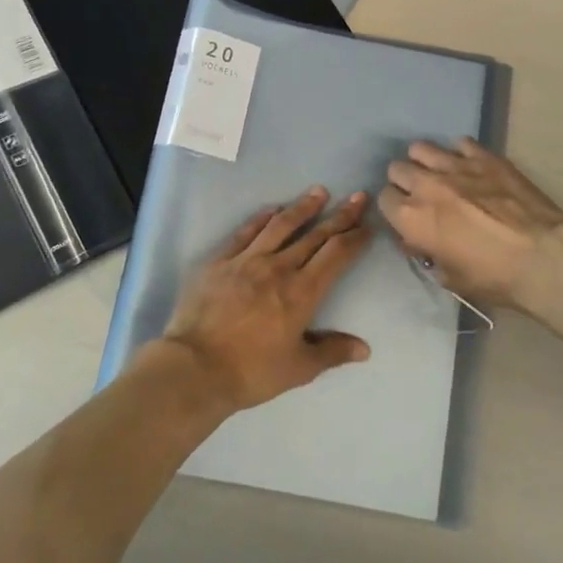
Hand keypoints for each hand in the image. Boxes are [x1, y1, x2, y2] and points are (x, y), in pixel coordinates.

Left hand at [160, 188, 373, 411]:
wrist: (195, 367)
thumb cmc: (251, 371)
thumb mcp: (298, 369)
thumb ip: (332, 352)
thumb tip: (364, 348)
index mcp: (302, 292)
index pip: (336, 255)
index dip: (355, 238)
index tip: (368, 226)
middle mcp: (279, 267)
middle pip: (315, 235)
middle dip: (340, 215)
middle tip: (357, 197)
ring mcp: (247, 260)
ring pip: (281, 225)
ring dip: (303, 207)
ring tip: (319, 191)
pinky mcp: (220, 261)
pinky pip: (245, 232)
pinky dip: (262, 218)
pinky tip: (273, 209)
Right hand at [378, 139, 562, 312]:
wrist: (543, 257)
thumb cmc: (494, 277)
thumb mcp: (450, 278)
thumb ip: (428, 254)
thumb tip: (421, 241)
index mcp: (411, 218)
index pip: (383, 199)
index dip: (394, 209)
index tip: (407, 218)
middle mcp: (426, 185)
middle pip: (397, 169)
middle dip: (405, 182)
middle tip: (423, 196)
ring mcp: (456, 166)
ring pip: (421, 148)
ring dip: (425, 162)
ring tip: (441, 175)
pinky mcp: (484, 157)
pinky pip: (460, 143)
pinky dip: (460, 154)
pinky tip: (471, 168)